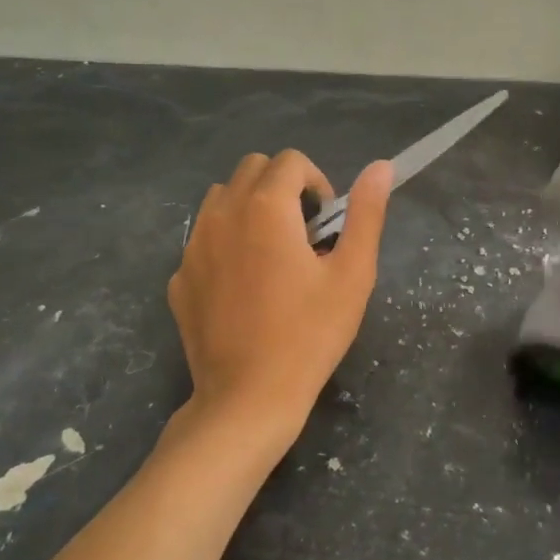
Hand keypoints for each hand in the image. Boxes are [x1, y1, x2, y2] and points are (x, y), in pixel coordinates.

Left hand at [166, 151, 391, 458]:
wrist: (248, 398)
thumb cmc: (310, 334)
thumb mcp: (353, 273)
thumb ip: (366, 213)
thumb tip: (381, 166)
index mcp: (266, 207)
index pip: (291, 161)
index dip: (317, 183)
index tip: (327, 224)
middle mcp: (222, 214)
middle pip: (252, 168)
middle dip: (282, 186)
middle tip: (304, 233)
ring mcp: (193, 247)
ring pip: (221, 198)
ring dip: (249, 207)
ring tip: (272, 253)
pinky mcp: (179, 278)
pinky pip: (203, 239)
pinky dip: (225, 243)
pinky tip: (243, 287)